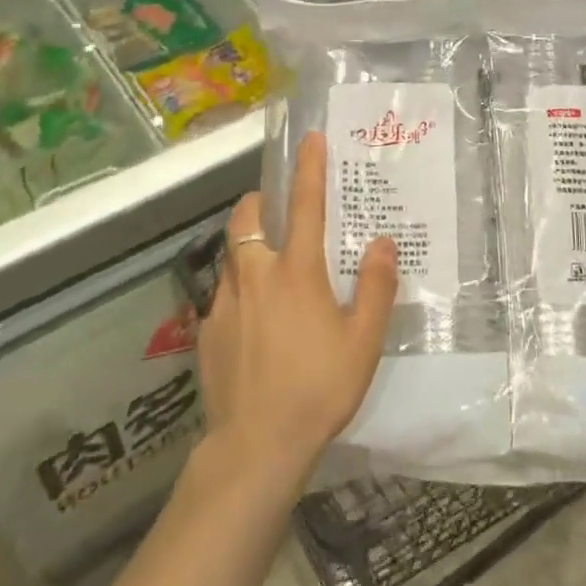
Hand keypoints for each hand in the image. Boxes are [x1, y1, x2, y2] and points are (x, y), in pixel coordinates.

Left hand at [199, 132, 397, 491]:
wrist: (256, 446)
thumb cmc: (318, 388)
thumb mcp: (362, 341)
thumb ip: (375, 287)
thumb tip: (381, 243)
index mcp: (296, 272)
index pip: (305, 204)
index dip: (309, 167)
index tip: (309, 139)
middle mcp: (255, 276)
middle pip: (246, 218)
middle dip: (259, 204)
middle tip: (278, 215)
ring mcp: (223, 303)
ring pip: (229, 256)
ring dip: (247, 249)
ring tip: (267, 274)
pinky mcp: (205, 332)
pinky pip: (221, 297)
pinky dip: (237, 295)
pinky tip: (252, 328)